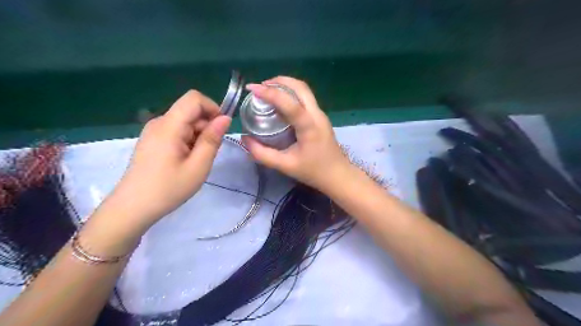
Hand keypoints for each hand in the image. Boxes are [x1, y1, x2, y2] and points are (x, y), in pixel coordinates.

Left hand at [100, 91, 228, 229]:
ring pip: (185, 122)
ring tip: (196, 161)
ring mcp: (153, 131)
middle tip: (208, 154)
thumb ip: (212, 139)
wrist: (133, 208)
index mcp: (169, 126)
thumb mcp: (198, 166)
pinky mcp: (152, 140)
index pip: (194, 98)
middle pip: (190, 111)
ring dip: (198, 136)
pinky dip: (188, 141)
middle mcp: (159, 122)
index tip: (220, 129)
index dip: (212, 108)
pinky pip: (176, 131)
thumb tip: (225, 118)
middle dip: (206, 127)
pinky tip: (186, 161)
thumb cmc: (169, 188)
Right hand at [239, 77, 348, 191]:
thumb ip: (262, 154)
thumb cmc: (313, 171)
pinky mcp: (320, 117)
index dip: (270, 93)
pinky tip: (280, 102)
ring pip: (304, 90)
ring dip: (286, 85)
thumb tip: (244, 138)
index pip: (290, 103)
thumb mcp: (285, 166)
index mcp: (309, 126)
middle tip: (260, 87)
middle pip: (300, 87)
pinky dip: (291, 93)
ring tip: (268, 90)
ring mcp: (320, 114)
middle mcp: (317, 115)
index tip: (252, 88)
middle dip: (279, 81)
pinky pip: (305, 98)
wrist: (338, 175)